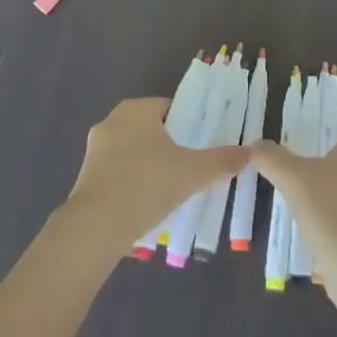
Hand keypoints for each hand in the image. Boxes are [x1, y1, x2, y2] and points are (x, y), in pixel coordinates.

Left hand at [60, 97, 249, 259]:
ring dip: (151, 167)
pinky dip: (133, 184)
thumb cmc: (146, 185)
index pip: (170, 107)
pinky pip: (118, 173)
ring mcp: (95, 150)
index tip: (202, 146)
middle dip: (170, 147)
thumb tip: (250, 152)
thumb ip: (221, 161)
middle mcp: (112, 122)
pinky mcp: (86, 178)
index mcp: (135, 109)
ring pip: (134, 152)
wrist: (95, 228)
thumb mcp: (192, 173)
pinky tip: (147, 205)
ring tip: (171, 191)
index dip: (189, 125)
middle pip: (152, 129)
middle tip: (191, 169)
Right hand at [250, 128, 336, 275]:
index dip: (311, 148)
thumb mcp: (291, 177)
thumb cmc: (329, 207)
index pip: (334, 137)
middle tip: (293, 190)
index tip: (292, 165)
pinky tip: (319, 238)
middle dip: (318, 177)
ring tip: (302, 216)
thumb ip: (271, 157)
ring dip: (328, 203)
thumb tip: (255, 146)